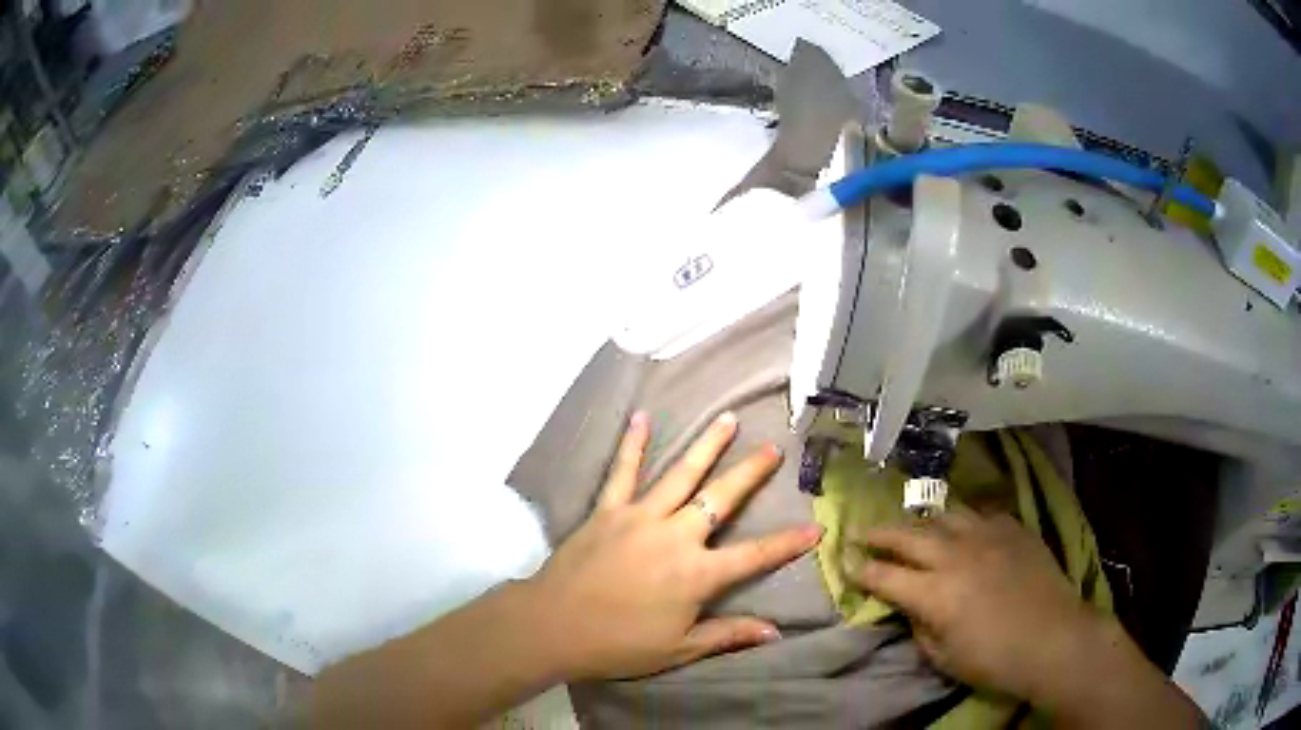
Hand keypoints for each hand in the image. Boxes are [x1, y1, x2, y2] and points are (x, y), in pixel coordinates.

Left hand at [525, 411, 821, 680]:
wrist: (553, 626)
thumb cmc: (619, 644)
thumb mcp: (679, 649)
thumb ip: (728, 635)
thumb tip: (774, 632)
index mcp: (697, 574)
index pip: (755, 555)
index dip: (787, 543)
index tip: (816, 528)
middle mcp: (675, 536)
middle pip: (721, 498)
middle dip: (751, 473)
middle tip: (773, 448)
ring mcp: (640, 517)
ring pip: (681, 474)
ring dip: (707, 446)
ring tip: (728, 419)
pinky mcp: (607, 510)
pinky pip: (622, 472)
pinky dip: (633, 444)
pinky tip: (642, 418)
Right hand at [846, 510, 1203, 727]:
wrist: (1055, 638)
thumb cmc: (995, 660)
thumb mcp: (944, 657)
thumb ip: (920, 626)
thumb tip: (910, 606)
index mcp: (934, 593)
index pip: (884, 576)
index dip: (860, 569)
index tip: (844, 562)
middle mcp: (955, 554)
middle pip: (907, 535)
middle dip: (878, 533)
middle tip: (860, 532)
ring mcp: (986, 535)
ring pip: (943, 514)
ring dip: (920, 520)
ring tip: (910, 525)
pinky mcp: (1012, 528)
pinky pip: (979, 514)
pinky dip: (962, 520)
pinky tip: (961, 528)